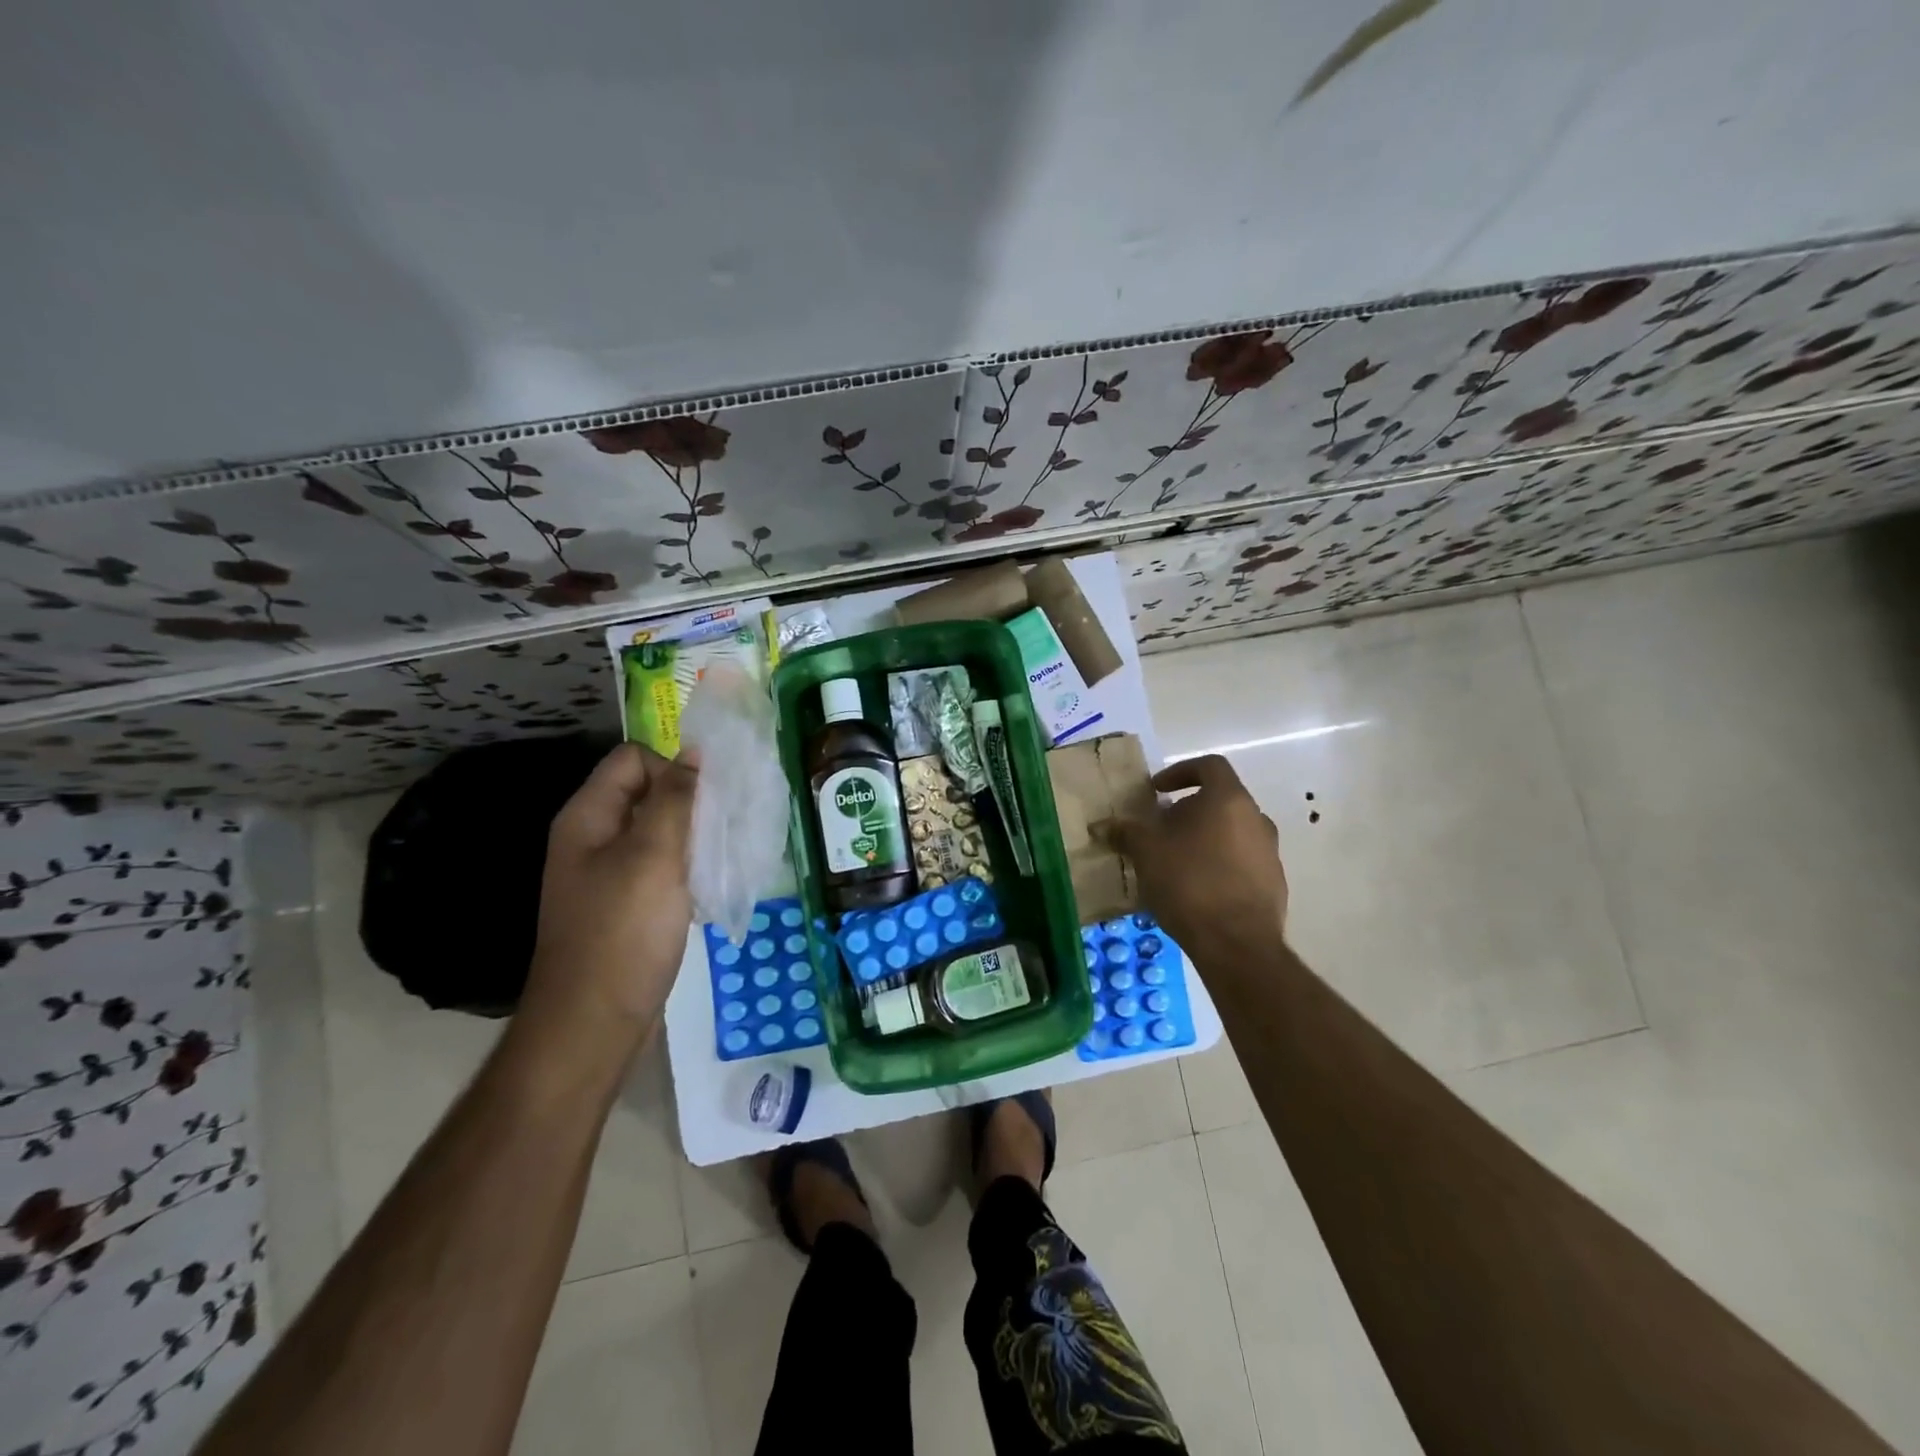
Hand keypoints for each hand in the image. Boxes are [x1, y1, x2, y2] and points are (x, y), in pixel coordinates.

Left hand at [522, 742, 697, 1031]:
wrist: (593, 1024)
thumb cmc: (623, 933)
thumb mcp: (653, 856)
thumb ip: (674, 799)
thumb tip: (694, 753)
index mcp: (588, 817)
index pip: (632, 759)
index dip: (671, 768)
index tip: (704, 803)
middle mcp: (593, 838)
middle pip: (646, 793)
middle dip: (689, 803)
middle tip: (721, 830)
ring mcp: (608, 874)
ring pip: (659, 832)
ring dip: (693, 837)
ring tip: (722, 858)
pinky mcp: (626, 905)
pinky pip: (661, 867)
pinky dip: (687, 868)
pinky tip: (708, 888)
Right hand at [1100, 754, 1287, 954]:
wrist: (1237, 944)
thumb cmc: (1189, 883)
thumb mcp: (1146, 853)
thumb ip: (1126, 832)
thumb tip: (1103, 825)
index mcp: (1229, 800)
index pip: (1209, 766)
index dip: (1180, 772)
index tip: (1157, 791)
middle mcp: (1257, 819)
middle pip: (1220, 801)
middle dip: (1187, 811)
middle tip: (1160, 831)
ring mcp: (1270, 852)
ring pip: (1232, 832)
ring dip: (1203, 839)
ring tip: (1174, 862)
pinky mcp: (1273, 884)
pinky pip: (1241, 861)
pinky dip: (1218, 864)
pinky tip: (1196, 890)